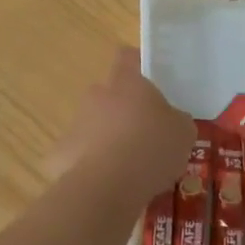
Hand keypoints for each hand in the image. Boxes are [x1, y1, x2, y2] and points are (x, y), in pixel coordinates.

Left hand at [50, 48, 195, 203]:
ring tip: (130, 170)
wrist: (106, 187)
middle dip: (125, 113)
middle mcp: (97, 96)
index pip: (128, 57)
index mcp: (127, 84)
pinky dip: (93, 168)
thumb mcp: (183, 133)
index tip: (150, 82)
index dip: (138, 66)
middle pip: (111, 96)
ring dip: (109, 141)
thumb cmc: (151, 149)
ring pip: (95, 127)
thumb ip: (176, 120)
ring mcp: (76, 124)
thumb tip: (171, 121)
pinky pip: (81, 156)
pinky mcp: (61, 154)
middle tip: (146, 137)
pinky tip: (109, 186)